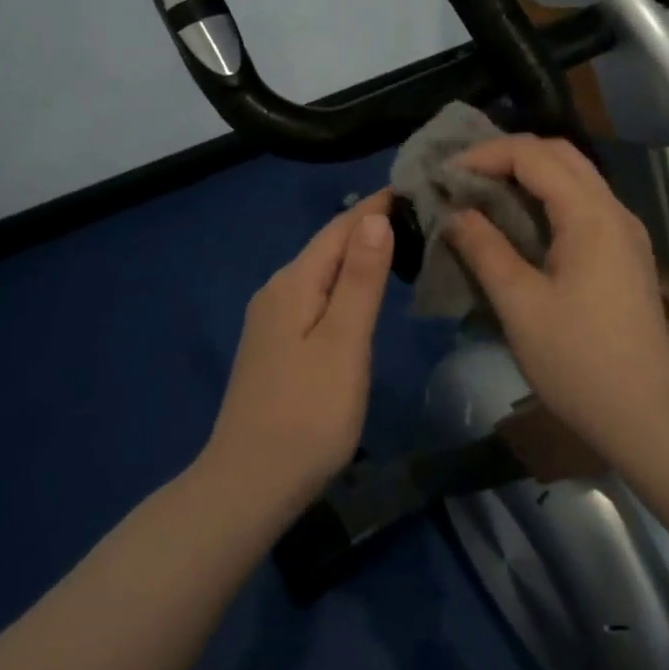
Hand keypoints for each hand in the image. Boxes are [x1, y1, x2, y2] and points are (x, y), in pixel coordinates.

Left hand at [203, 191, 394, 513]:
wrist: (250, 484)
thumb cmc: (308, 414)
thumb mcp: (344, 343)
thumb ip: (360, 279)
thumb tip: (374, 218)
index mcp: (294, 283)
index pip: (340, 228)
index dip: (376, 206)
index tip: (415, 186)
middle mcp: (277, 290)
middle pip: (328, 246)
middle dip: (369, 225)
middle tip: (418, 212)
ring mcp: (271, 319)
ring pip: (321, 271)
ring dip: (357, 254)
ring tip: (400, 242)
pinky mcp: (274, 345)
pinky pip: (314, 295)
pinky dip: (344, 283)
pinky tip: (361, 291)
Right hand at [443, 136, 668, 450]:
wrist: (646, 415)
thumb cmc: (578, 361)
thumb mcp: (520, 304)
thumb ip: (485, 249)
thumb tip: (454, 214)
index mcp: (590, 215)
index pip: (533, 156)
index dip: (485, 155)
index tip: (445, 175)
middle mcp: (614, 210)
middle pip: (559, 154)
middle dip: (507, 155)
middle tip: (462, 176)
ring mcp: (625, 231)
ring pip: (574, 177)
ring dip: (527, 174)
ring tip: (482, 192)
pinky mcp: (624, 253)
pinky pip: (582, 204)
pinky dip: (546, 198)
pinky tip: (518, 222)